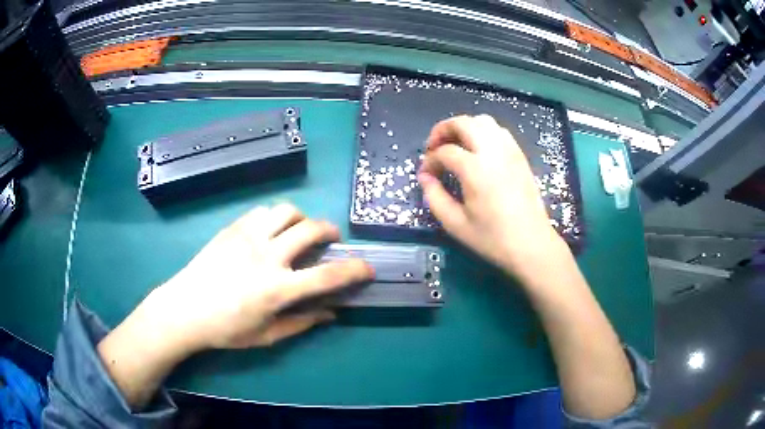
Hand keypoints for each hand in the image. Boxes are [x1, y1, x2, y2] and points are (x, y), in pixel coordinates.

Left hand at [98, 204, 373, 408]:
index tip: (368, 268)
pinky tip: (271, 231)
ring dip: (301, 218)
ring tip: (299, 231)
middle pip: (310, 229)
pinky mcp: (232, 229)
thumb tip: (330, 313)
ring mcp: (247, 237)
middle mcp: (266, 256)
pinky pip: (262, 211)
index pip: (327, 276)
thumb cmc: (225, 329)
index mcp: (277, 289)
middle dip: (330, 231)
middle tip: (331, 239)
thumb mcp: (267, 336)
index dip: (354, 270)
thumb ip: (301, 323)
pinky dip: (276, 217)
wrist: (184, 309)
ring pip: (286, 211)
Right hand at [418, 115, 565, 283]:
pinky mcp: (520, 155)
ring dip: (464, 127)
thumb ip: (434, 197)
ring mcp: (510, 151)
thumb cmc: (492, 239)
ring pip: (483, 121)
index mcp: (475, 169)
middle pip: (463, 123)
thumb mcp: (455, 224)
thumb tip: (425, 176)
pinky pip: (499, 131)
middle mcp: (493, 151)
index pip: (444, 152)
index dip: (430, 160)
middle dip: (443, 130)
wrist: (531, 245)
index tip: (426, 174)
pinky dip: (483, 132)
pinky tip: (478, 151)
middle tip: (434, 147)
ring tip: (456, 145)